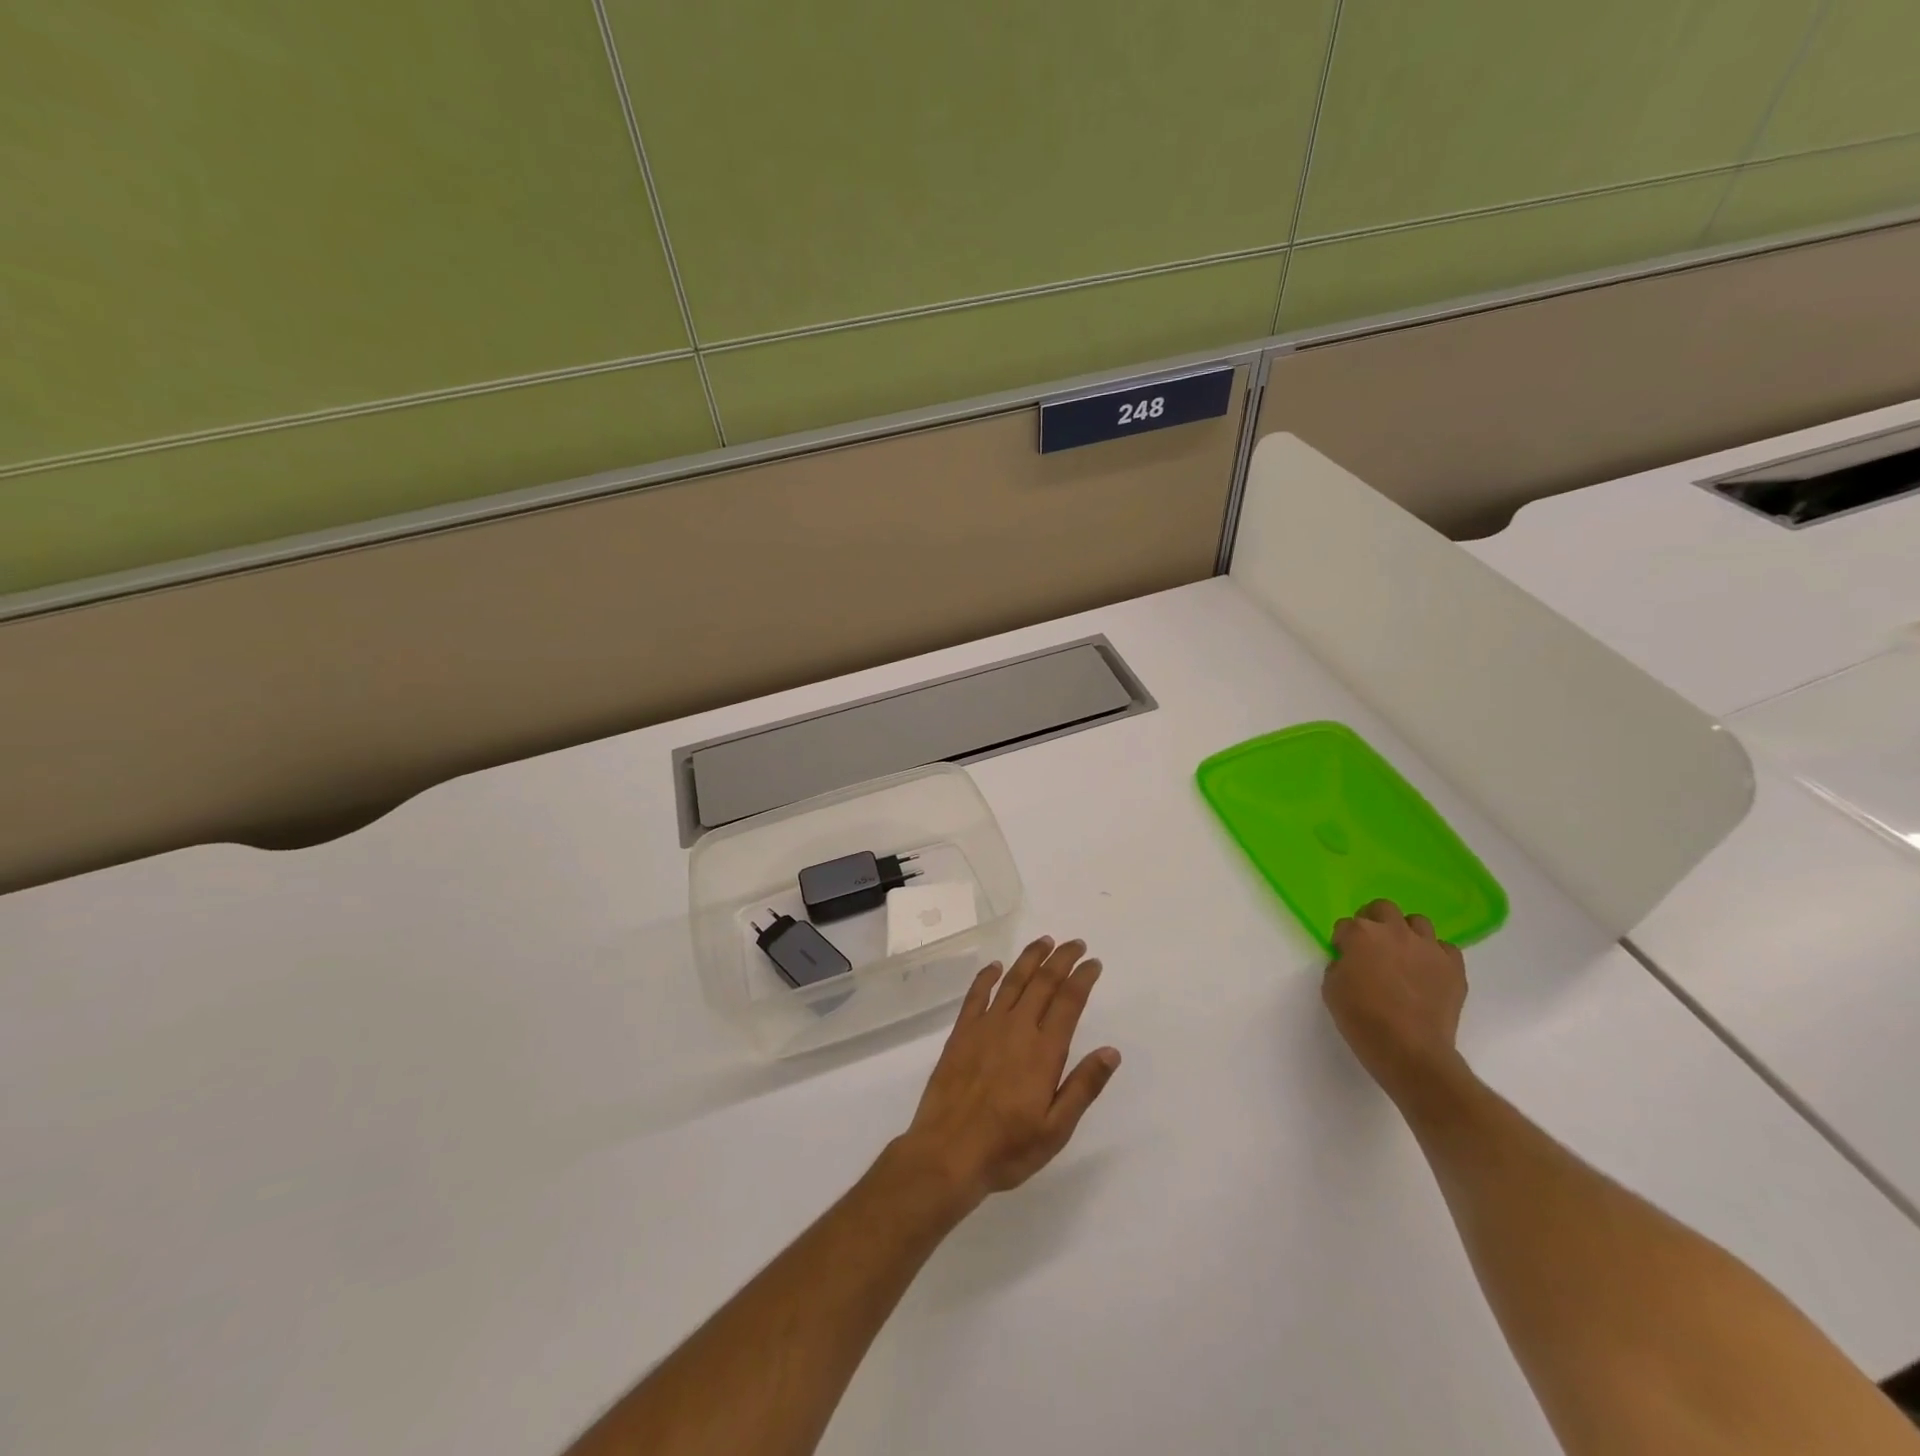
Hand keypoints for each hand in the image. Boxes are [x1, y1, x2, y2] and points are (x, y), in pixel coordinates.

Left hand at [894, 936, 1121, 1214]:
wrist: (947, 1153)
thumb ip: (1083, 1087)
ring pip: (1012, 981)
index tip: (1094, 963)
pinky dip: (988, 976)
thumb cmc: (1007, 1148)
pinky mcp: (961, 1033)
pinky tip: (996, 966)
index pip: (1069, 1002)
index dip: (1083, 978)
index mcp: (1043, 1051)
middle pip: (1043, 982)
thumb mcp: (1056, 1129)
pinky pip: (976, 995)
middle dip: (1062, 959)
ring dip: (1030, 958)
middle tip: (1076, 943)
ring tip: (1045, 942)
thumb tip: (1111, 1052)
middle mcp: (1016, 1029)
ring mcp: (985, 1027)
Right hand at [1323, 900, 1468, 1104]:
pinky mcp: (1453, 966)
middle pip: (1382, 908)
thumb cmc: (1362, 1019)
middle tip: (1371, 944)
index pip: (1345, 925)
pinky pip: (1445, 948)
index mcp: (1360, 934)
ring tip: (1403, 954)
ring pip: (1418, 922)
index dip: (1342, 941)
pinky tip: (1427, 971)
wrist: (1410, 1050)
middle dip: (1374, 920)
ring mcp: (1427, 947)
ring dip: (1406, 932)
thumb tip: (1350, 961)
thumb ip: (1339, 965)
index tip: (1343, 956)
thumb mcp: (1331, 989)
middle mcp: (1394, 931)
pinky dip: (1435, 954)